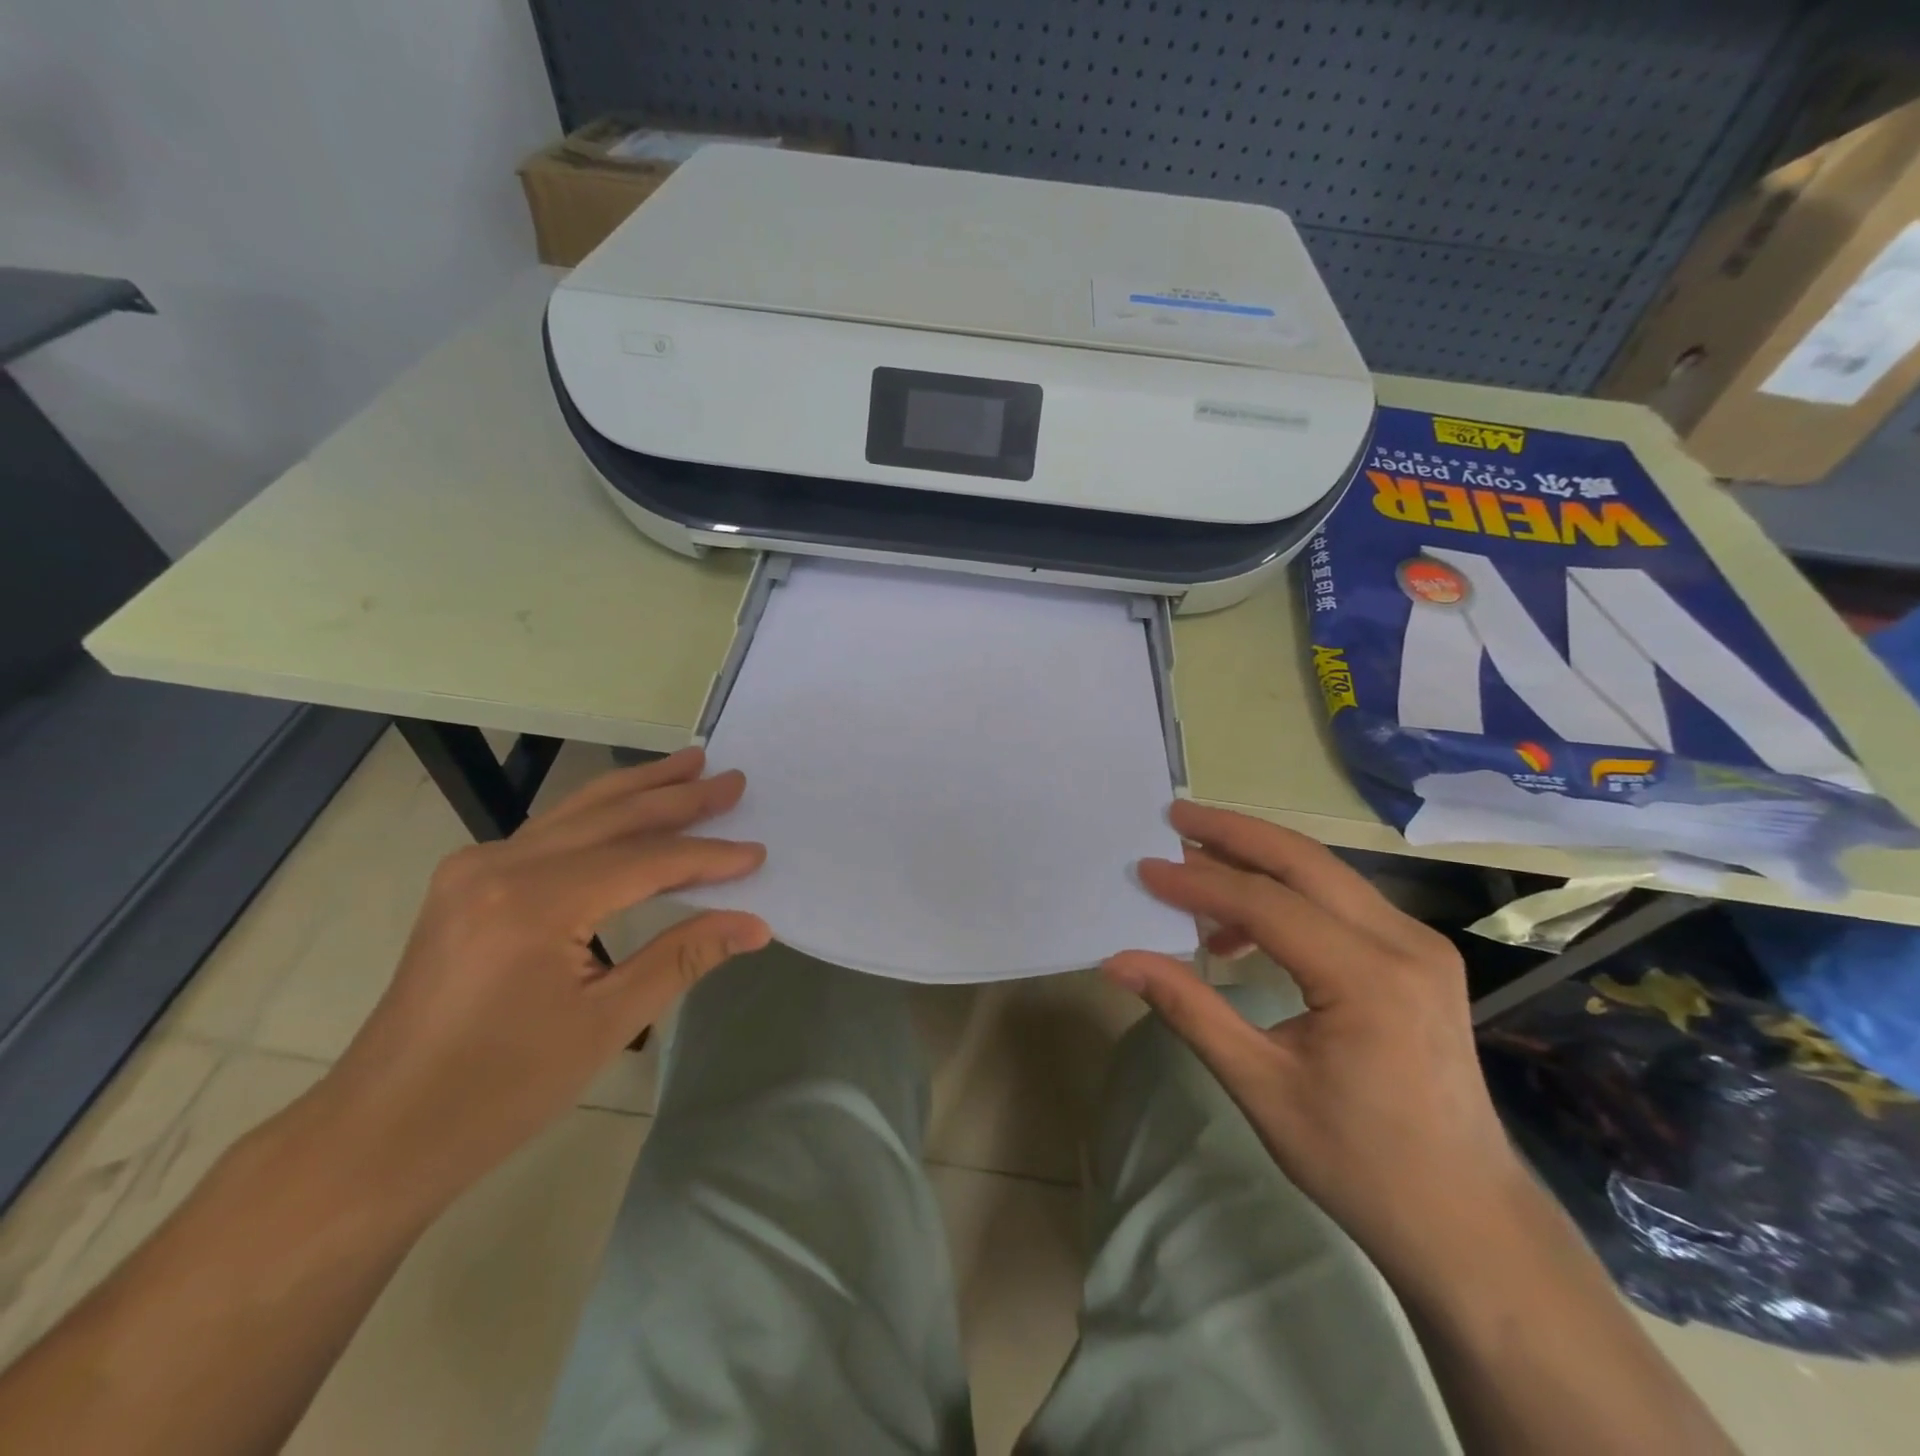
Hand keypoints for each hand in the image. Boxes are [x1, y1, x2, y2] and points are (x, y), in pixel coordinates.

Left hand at [313, 748, 770, 1218]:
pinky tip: (625, 809)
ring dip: (637, 789)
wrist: (379, 1134)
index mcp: (535, 902)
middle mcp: (500, 865)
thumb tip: (755, 925)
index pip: (645, 861)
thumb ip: (683, 957)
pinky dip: (598, 815)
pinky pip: (549, 833)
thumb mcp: (606, 1024)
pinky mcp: (465, 883)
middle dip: (677, 797)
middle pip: (610, 817)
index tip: (757, 852)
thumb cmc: (499, 1089)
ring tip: (688, 765)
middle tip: (732, 779)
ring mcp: (474, 869)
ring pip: (575, 813)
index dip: (707, 856)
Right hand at [1106, 801, 1529, 1277]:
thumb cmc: (1359, 1162)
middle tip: (1175, 815)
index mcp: (1369, 978)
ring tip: (1196, 864)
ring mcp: (1419, 946)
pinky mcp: (1418, 958)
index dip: (1198, 882)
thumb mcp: (1260, 1087)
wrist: (1467, 1220)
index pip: (1267, 903)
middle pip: (1305, 862)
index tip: (1145, 869)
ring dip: (1259, 861)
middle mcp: (1404, 943)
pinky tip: (1243, 929)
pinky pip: (1341, 903)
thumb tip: (1118, 961)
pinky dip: (1287, 897)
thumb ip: (1188, 1008)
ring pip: (1326, 874)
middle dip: (1235, 832)